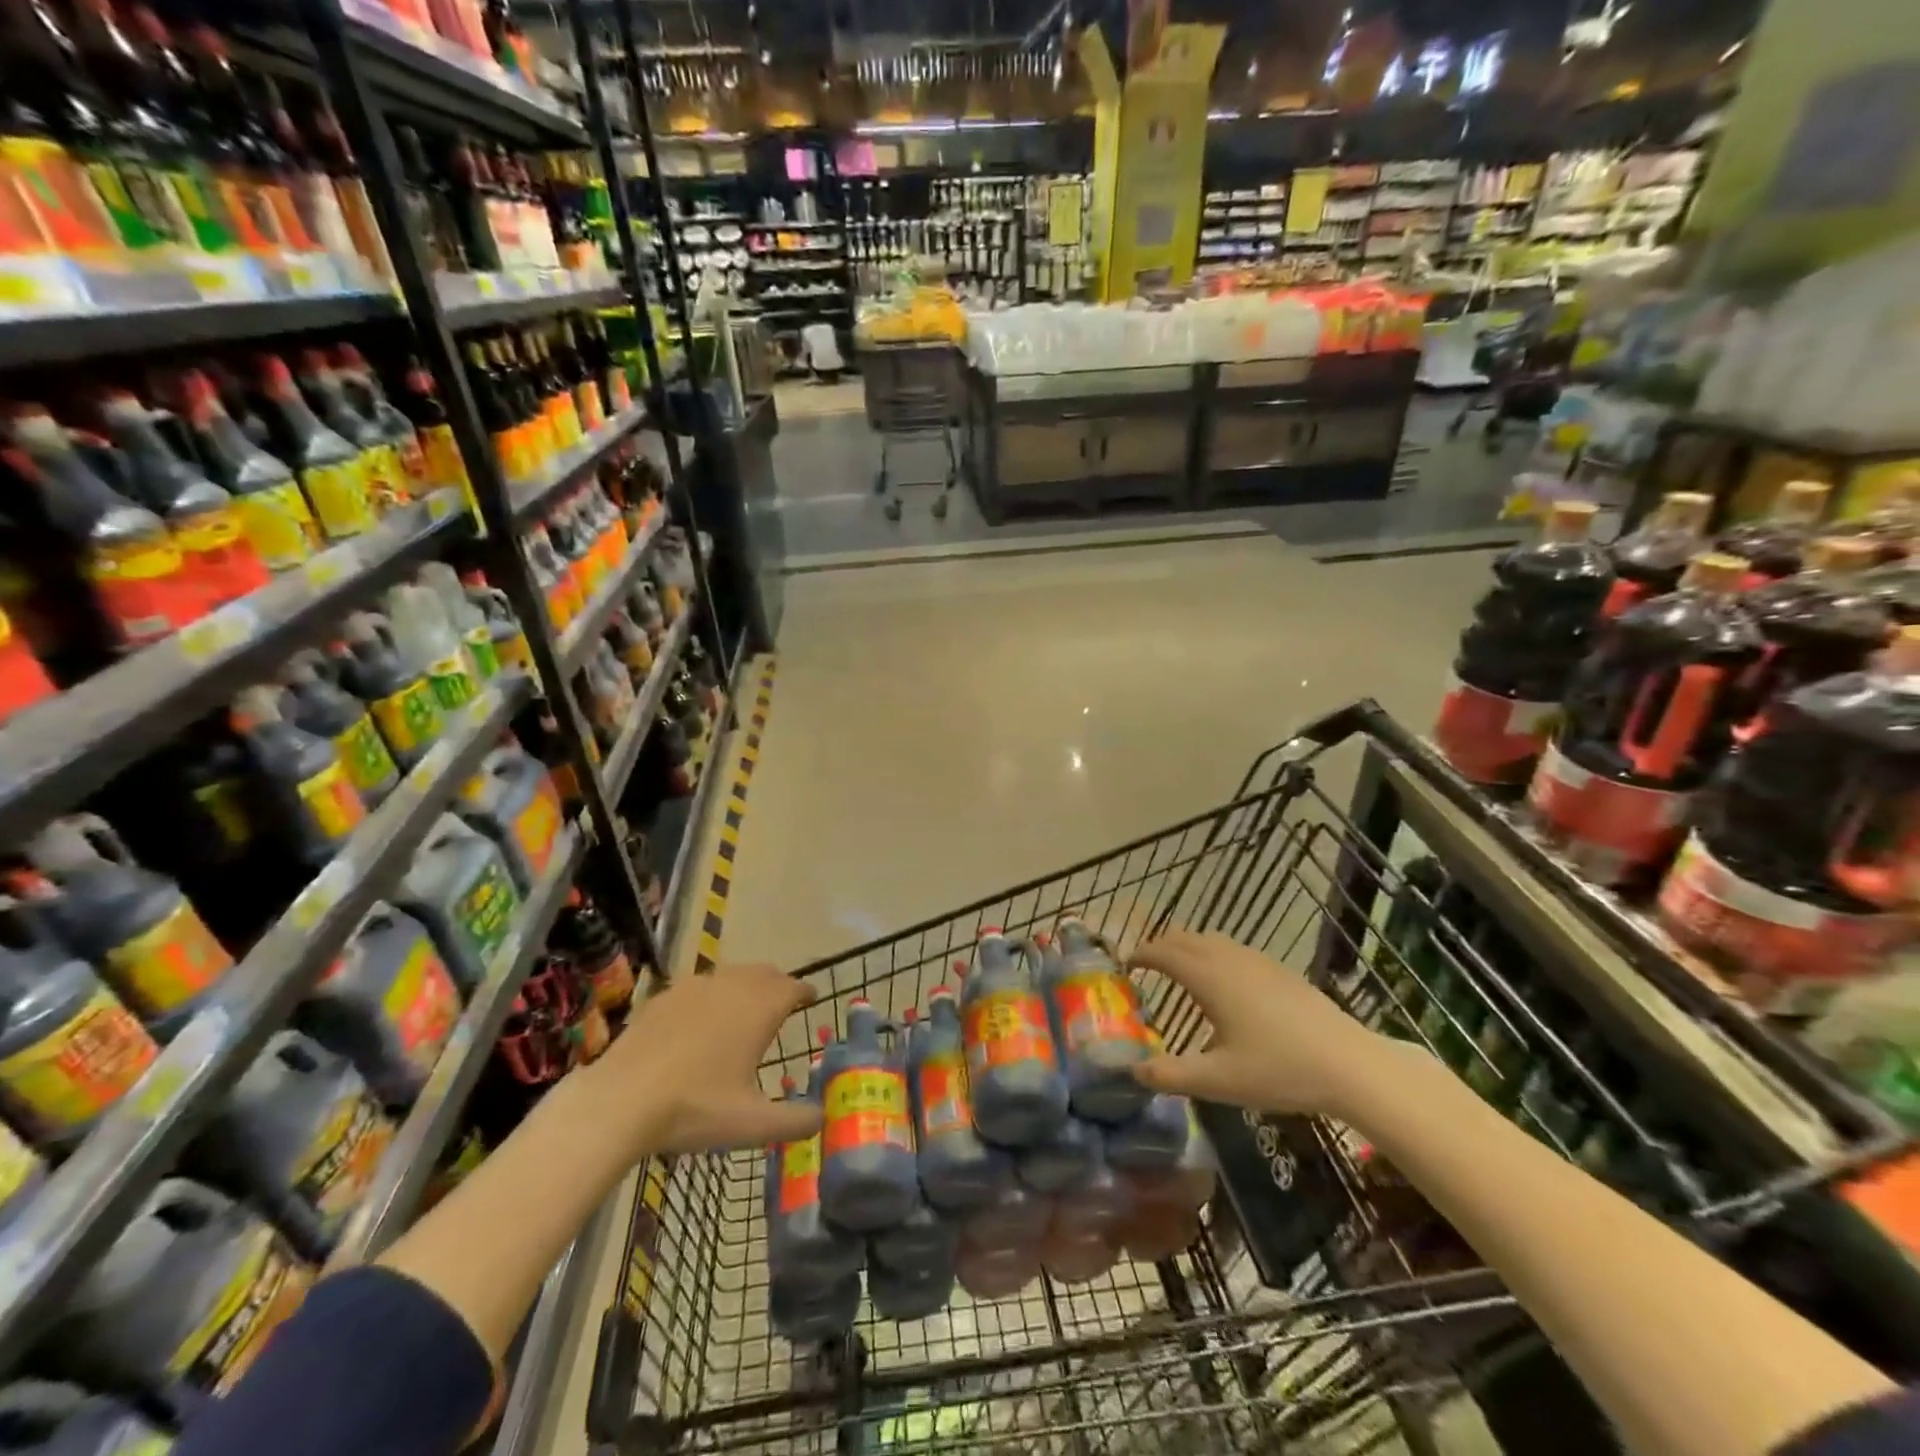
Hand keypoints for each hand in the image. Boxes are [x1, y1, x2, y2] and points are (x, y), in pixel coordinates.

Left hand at [582, 962, 822, 1156]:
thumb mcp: (751, 1124)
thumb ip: (793, 1121)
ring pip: (732, 974)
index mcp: (760, 1008)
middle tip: (782, 1005)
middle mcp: (733, 986)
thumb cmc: (694, 1107)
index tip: (810, 999)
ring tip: (744, 1010)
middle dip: (777, 985)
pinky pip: (699, 986)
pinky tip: (699, 1021)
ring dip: (745, 986)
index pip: (793, 987)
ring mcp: (696, 986)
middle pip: (765, 973)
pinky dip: (711, 996)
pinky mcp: (665, 995)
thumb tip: (821, 1117)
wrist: (620, 1099)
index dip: (805, 993)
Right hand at [1129, 931, 1398, 1117]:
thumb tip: (1132, 1072)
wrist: (1350, 1064)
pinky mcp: (1280, 970)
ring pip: (1211, 940)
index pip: (1163, 953)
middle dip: (1160, 946)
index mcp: (1208, 977)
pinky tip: (1224, 984)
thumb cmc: (1279, 1070)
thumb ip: (1170, 1075)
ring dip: (1187, 947)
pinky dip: (1213, 954)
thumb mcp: (1218, 1080)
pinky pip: (1233, 949)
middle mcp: (1229, 959)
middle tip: (1146, 965)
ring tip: (1179, 970)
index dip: (1140, 954)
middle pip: (1184, 938)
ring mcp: (1258, 961)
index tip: (1125, 964)